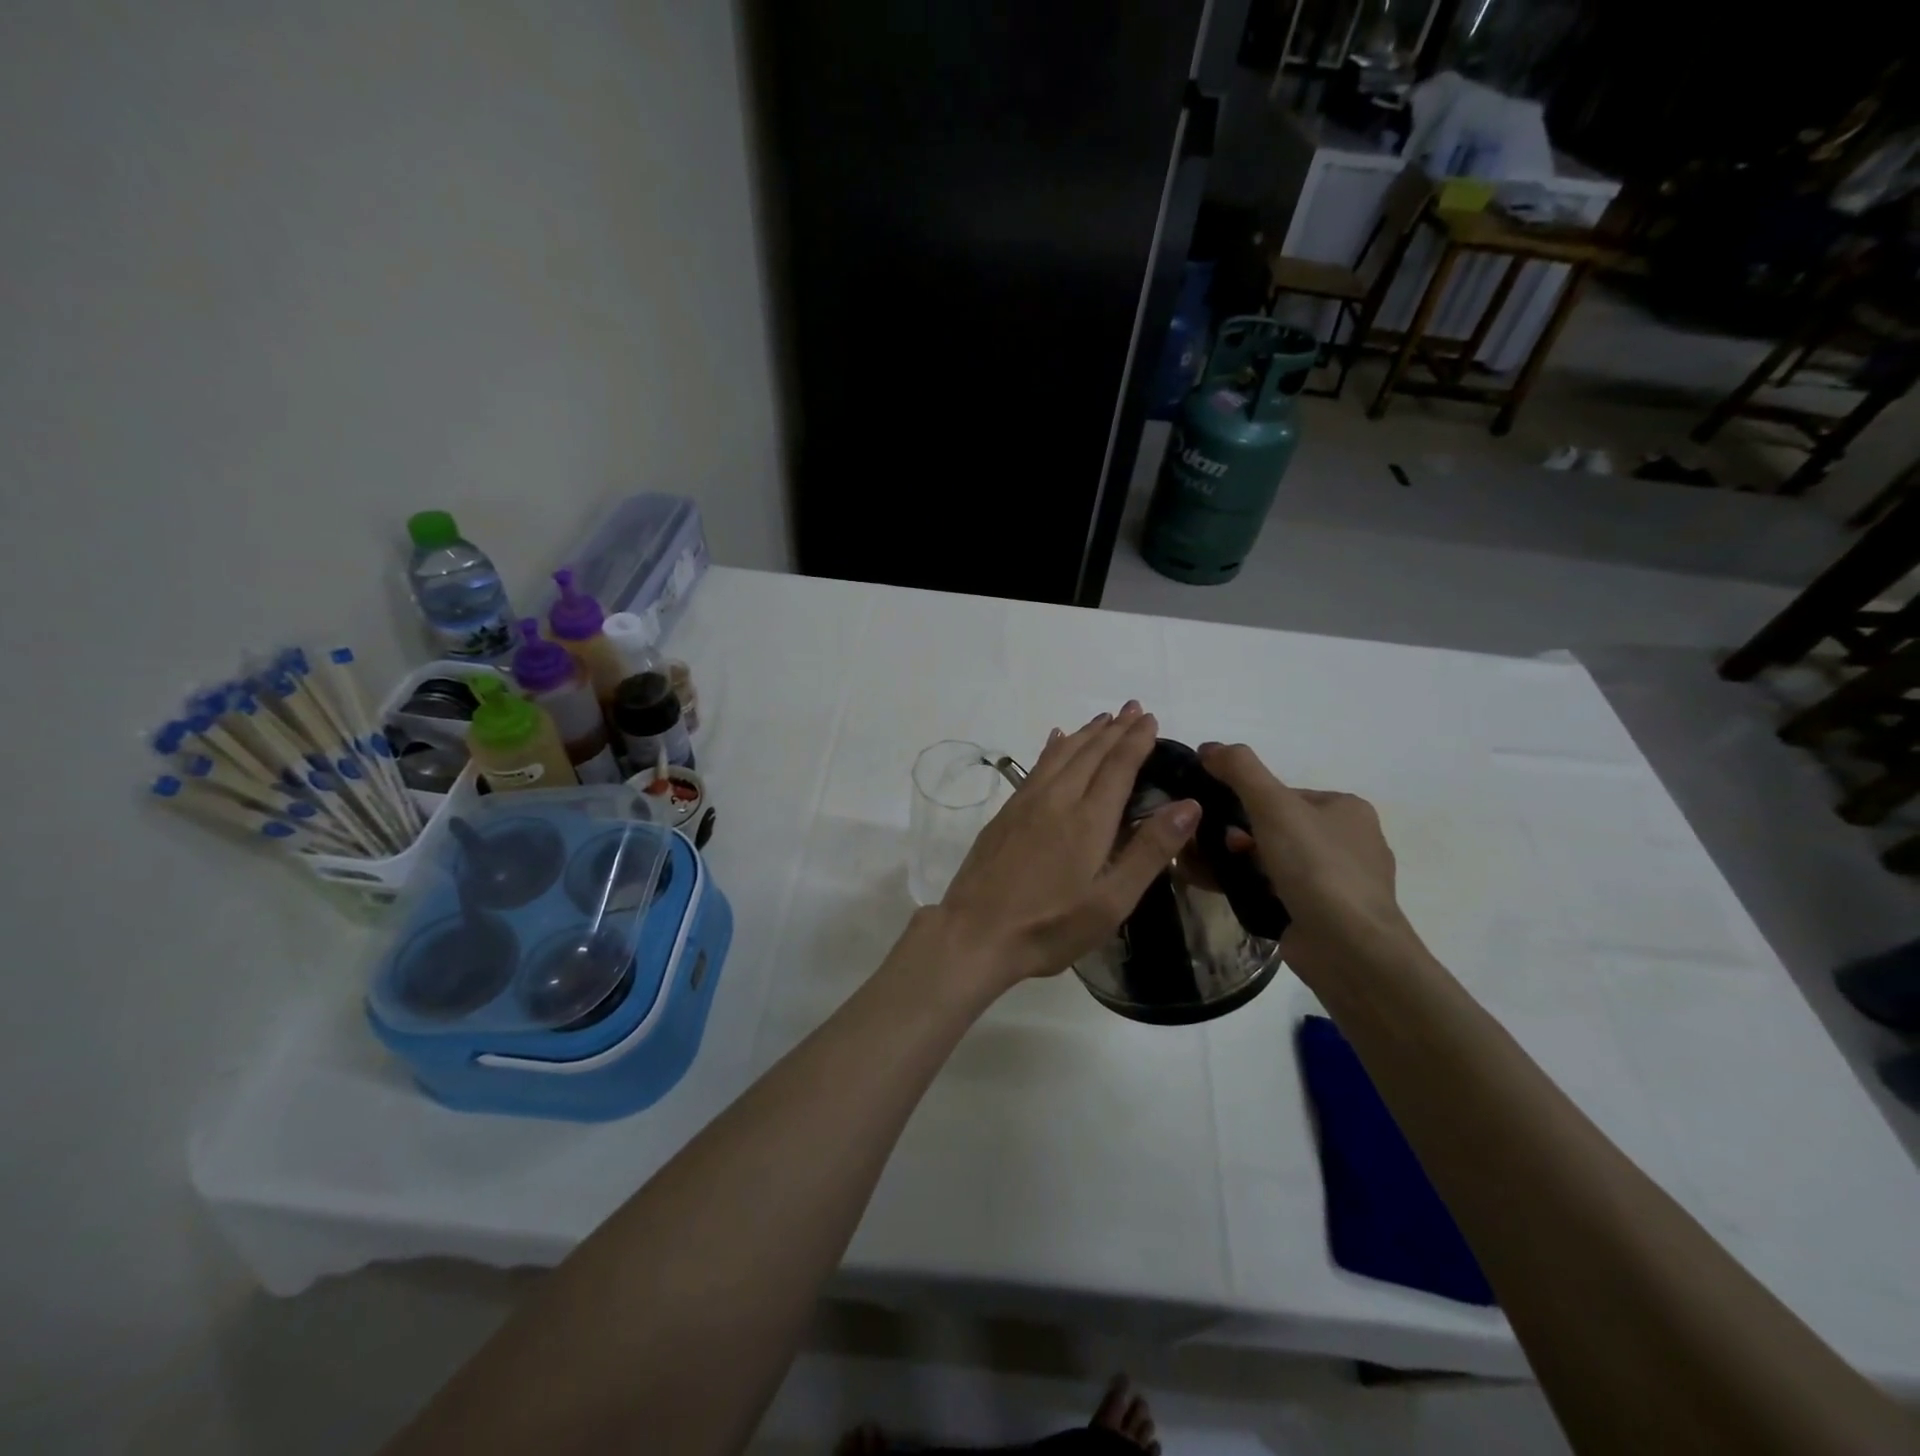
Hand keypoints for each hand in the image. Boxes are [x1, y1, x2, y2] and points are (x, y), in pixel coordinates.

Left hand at [933, 703, 1198, 991]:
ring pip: (1061, 754)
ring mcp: (1026, 803)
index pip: (1118, 766)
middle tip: (1134, 708)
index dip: (1136, 740)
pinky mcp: (1005, 813)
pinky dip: (1053, 747)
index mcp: (1088, 820)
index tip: (1150, 718)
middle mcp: (1057, 799)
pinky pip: (1036, 766)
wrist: (975, 933)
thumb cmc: (1050, 926)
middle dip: (1115, 729)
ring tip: (1103, 719)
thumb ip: (1150, 851)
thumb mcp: (1111, 901)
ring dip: (1085, 733)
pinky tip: (1054, 740)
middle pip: (1090, 753)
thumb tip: (1188, 805)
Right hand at [1197, 742, 1419, 984]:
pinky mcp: (1323, 916)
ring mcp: (1338, 883)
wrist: (1349, 948)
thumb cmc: (1316, 867)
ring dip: (1239, 861)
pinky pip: (1276, 891)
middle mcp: (1350, 843)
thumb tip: (1208, 747)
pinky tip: (1221, 890)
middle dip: (1238, 834)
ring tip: (1206, 868)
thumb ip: (1240, 769)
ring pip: (1274, 861)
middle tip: (1209, 844)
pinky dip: (1248, 887)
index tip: (1215, 813)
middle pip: (1277, 827)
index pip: (1284, 793)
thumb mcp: (1273, 805)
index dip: (1245, 799)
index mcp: (1348, 810)